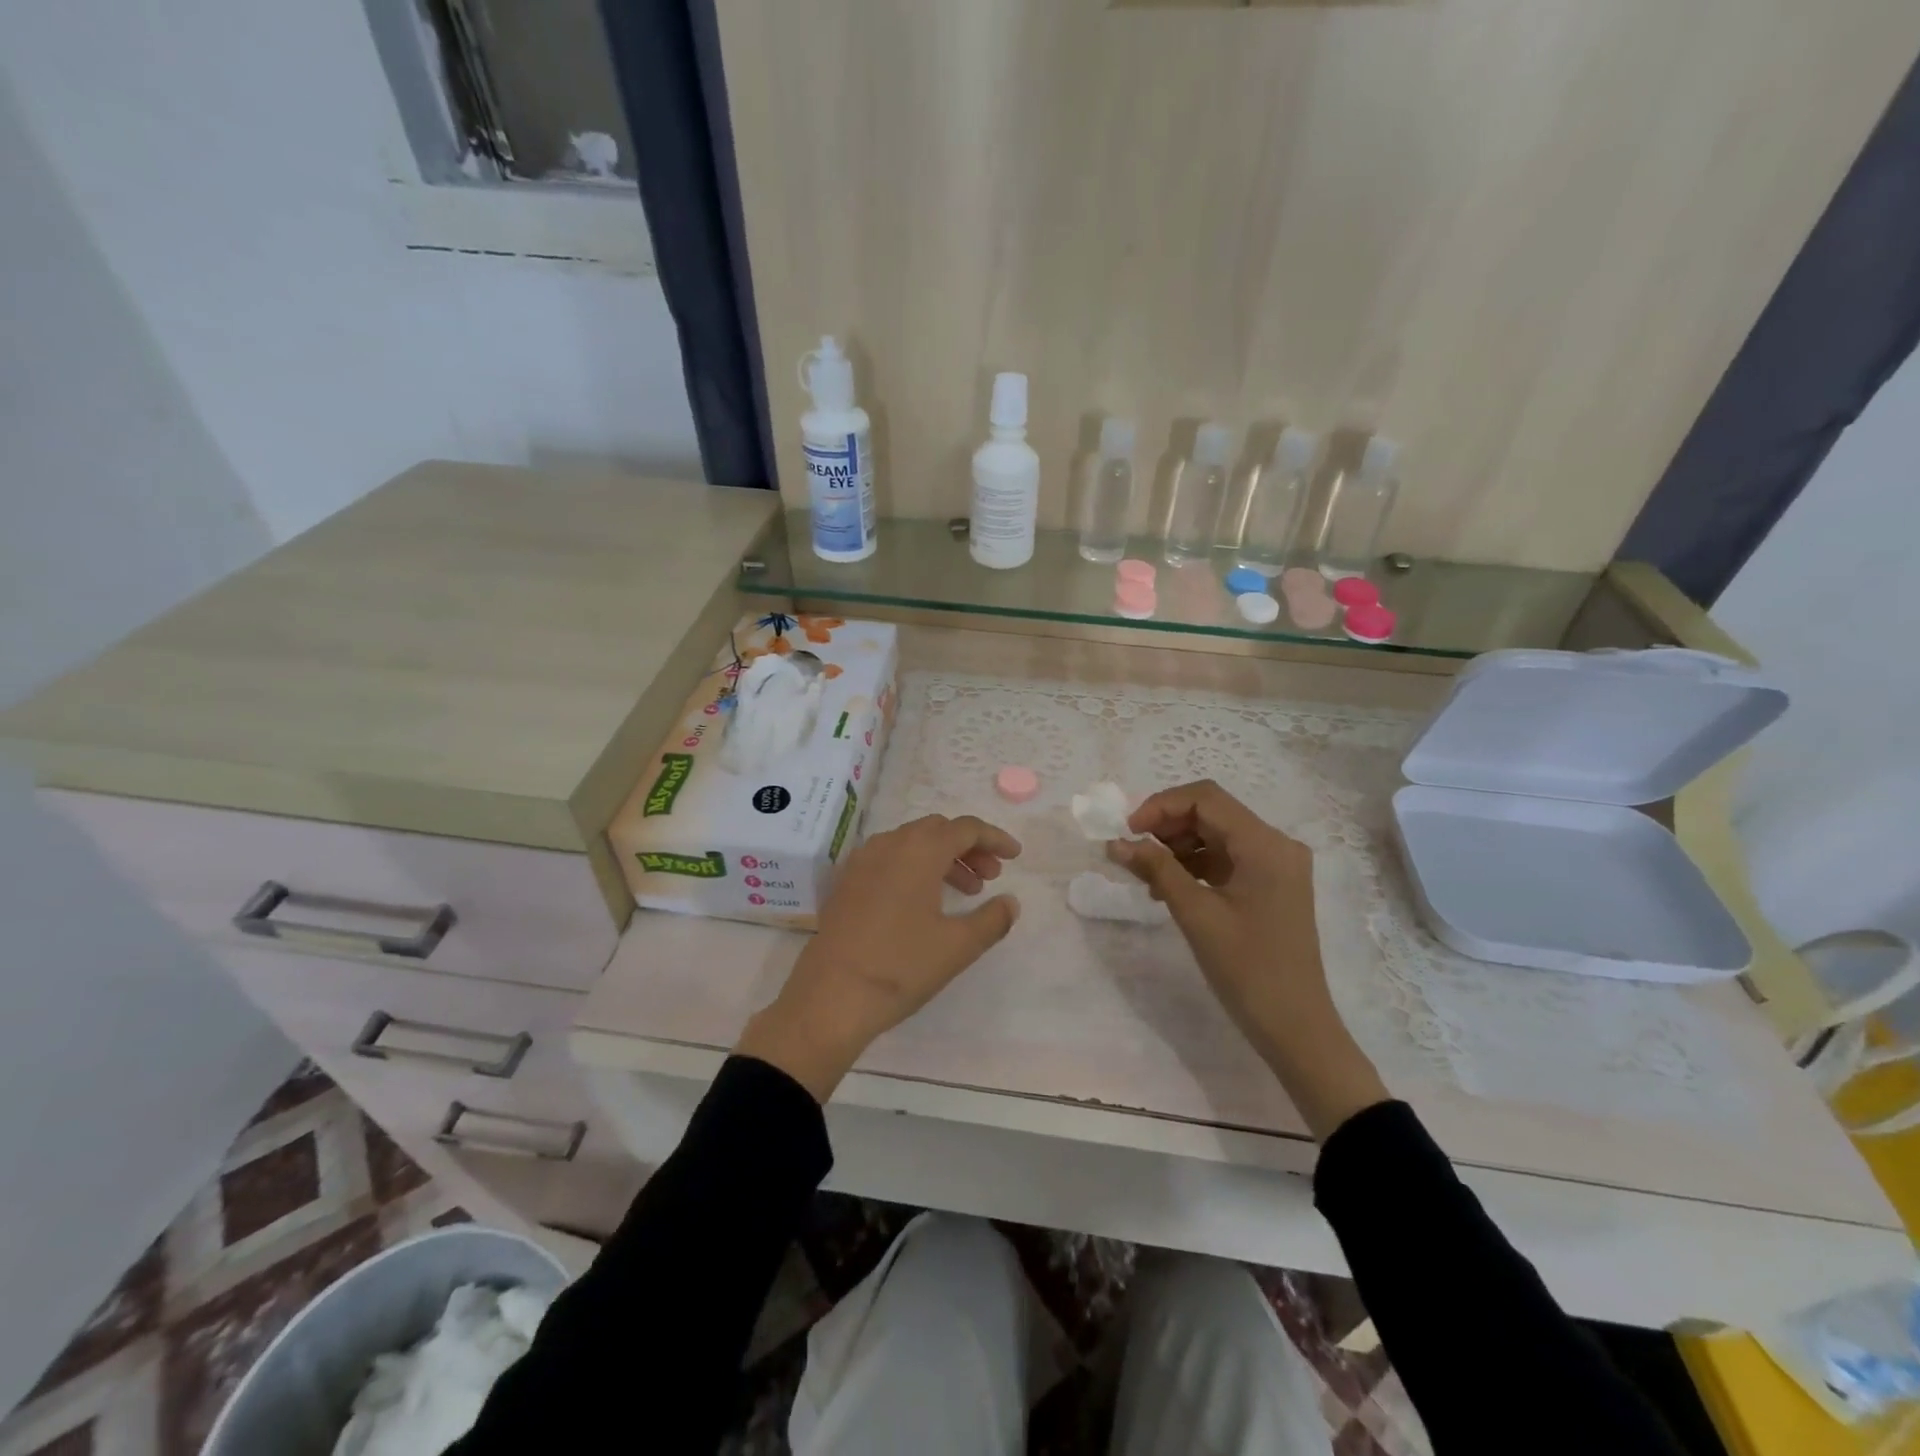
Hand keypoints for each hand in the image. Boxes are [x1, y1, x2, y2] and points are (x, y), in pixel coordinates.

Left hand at [736, 815, 1021, 1099]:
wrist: (831, 997)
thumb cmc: (901, 966)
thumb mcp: (957, 946)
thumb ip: (992, 919)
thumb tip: (1010, 903)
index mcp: (919, 850)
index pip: (965, 828)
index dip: (994, 838)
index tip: (1015, 856)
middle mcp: (889, 844)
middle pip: (937, 830)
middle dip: (969, 848)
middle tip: (990, 877)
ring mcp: (862, 861)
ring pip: (912, 844)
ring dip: (943, 858)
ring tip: (966, 891)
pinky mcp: (847, 882)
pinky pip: (889, 859)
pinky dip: (915, 867)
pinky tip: (924, 901)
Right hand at [1109, 780, 1387, 1137]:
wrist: (1295, 1028)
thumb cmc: (1247, 969)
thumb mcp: (1196, 914)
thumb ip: (1156, 869)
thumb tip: (1116, 843)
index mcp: (1265, 844)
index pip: (1206, 799)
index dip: (1160, 805)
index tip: (1127, 831)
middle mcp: (1276, 845)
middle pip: (1212, 813)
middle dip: (1166, 825)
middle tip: (1131, 850)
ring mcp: (1276, 866)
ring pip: (1216, 835)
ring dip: (1177, 846)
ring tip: (1145, 874)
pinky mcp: (1271, 886)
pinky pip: (1226, 859)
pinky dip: (1195, 865)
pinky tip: (1168, 887)